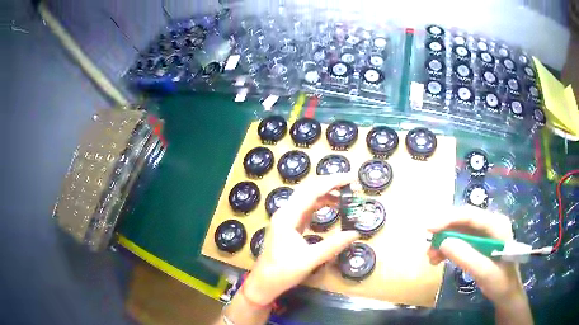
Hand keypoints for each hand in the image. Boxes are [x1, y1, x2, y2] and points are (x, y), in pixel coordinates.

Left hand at [242, 174, 359, 305]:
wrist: (264, 283)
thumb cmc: (283, 272)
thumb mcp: (310, 259)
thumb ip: (333, 245)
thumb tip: (355, 233)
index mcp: (288, 216)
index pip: (312, 190)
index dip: (332, 182)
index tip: (351, 178)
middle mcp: (286, 212)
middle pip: (309, 189)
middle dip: (330, 184)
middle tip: (351, 184)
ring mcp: (286, 218)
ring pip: (307, 198)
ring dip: (326, 194)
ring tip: (345, 196)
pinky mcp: (289, 226)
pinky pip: (306, 209)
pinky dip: (320, 205)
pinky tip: (331, 207)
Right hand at [427, 206, 526, 304]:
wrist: (506, 293)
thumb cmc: (500, 282)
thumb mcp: (484, 272)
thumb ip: (465, 256)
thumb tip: (442, 242)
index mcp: (497, 225)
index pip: (470, 215)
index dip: (448, 219)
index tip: (428, 228)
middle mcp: (491, 223)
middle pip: (463, 220)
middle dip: (444, 231)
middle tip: (428, 244)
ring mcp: (486, 232)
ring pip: (460, 229)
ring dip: (444, 241)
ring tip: (431, 257)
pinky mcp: (480, 242)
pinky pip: (461, 239)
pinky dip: (449, 248)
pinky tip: (439, 258)